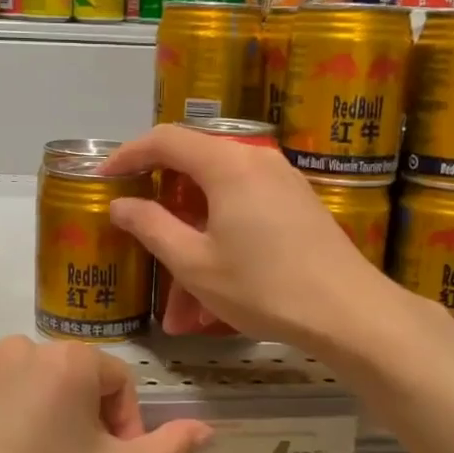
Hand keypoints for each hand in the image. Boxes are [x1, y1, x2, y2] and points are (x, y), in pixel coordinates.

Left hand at [0, 336, 211, 452]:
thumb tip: (207, 428)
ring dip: (54, 434)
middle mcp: (24, 345)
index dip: (128, 433)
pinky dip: (13, 424)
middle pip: (76, 391)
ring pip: (37, 394)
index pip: (119, 384)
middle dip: (92, 444)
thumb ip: (168, 447)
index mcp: (70, 360)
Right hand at [101, 123, 402, 349]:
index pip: (165, 140)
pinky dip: (221, 238)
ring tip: (180, 297)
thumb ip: (151, 226)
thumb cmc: (264, 287)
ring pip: (220, 198)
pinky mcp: (299, 204)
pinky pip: (246, 210)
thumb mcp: (195, 263)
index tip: (104, 178)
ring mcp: (283, 180)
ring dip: (193, 236)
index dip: (128, 155)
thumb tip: (121, 203)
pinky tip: (216, 287)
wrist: (349, 312)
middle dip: (162, 203)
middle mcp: (256, 159)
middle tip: (138, 232)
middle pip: (194, 166)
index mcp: (227, 164)